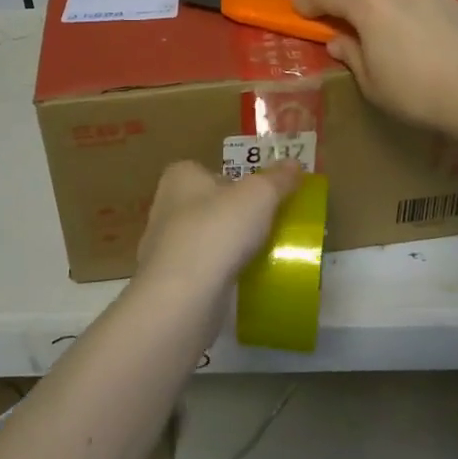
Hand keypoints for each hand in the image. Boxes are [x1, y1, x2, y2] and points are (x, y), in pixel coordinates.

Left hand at [135, 159, 304, 298]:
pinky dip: (220, 273)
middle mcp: (166, 207)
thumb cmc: (219, 230)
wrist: (185, 296)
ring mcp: (164, 247)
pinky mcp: (170, 282)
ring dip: (228, 246)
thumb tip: (293, 163)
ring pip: (205, 239)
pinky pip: (203, 270)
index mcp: (180, 177)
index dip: (236, 181)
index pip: (209, 170)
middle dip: (234, 215)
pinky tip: (243, 281)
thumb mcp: (259, 195)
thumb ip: (278, 179)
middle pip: (209, 205)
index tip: (261, 196)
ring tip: (261, 254)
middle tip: (267, 225)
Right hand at [296, 0, 457, 129]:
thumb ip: (352, 55)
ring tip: (386, 26)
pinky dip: (409, 7)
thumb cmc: (415, 91)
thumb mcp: (372, 83)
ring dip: (382, 0)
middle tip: (347, 21)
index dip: (311, 2)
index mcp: (369, 6)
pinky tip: (417, 31)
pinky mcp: (454, 0)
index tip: (301, 10)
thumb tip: (338, 41)